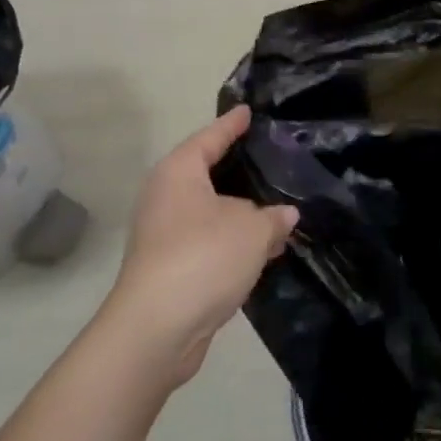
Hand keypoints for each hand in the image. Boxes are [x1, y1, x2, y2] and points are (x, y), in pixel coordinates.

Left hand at [98, 106, 297, 387]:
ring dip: (240, 212)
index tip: (249, 110)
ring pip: (211, 211)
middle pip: (208, 173)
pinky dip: (233, 240)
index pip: (210, 137)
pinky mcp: (170, 266)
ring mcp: (164, 234)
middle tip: (272, 156)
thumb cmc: (203, 258)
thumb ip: (273, 217)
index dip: (232, 124)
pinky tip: (262, 247)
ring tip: (278, 205)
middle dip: (239, 169)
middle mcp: (166, 196)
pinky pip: (209, 240)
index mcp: (179, 172)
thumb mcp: (252, 230)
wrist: (157, 330)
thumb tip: (284, 215)